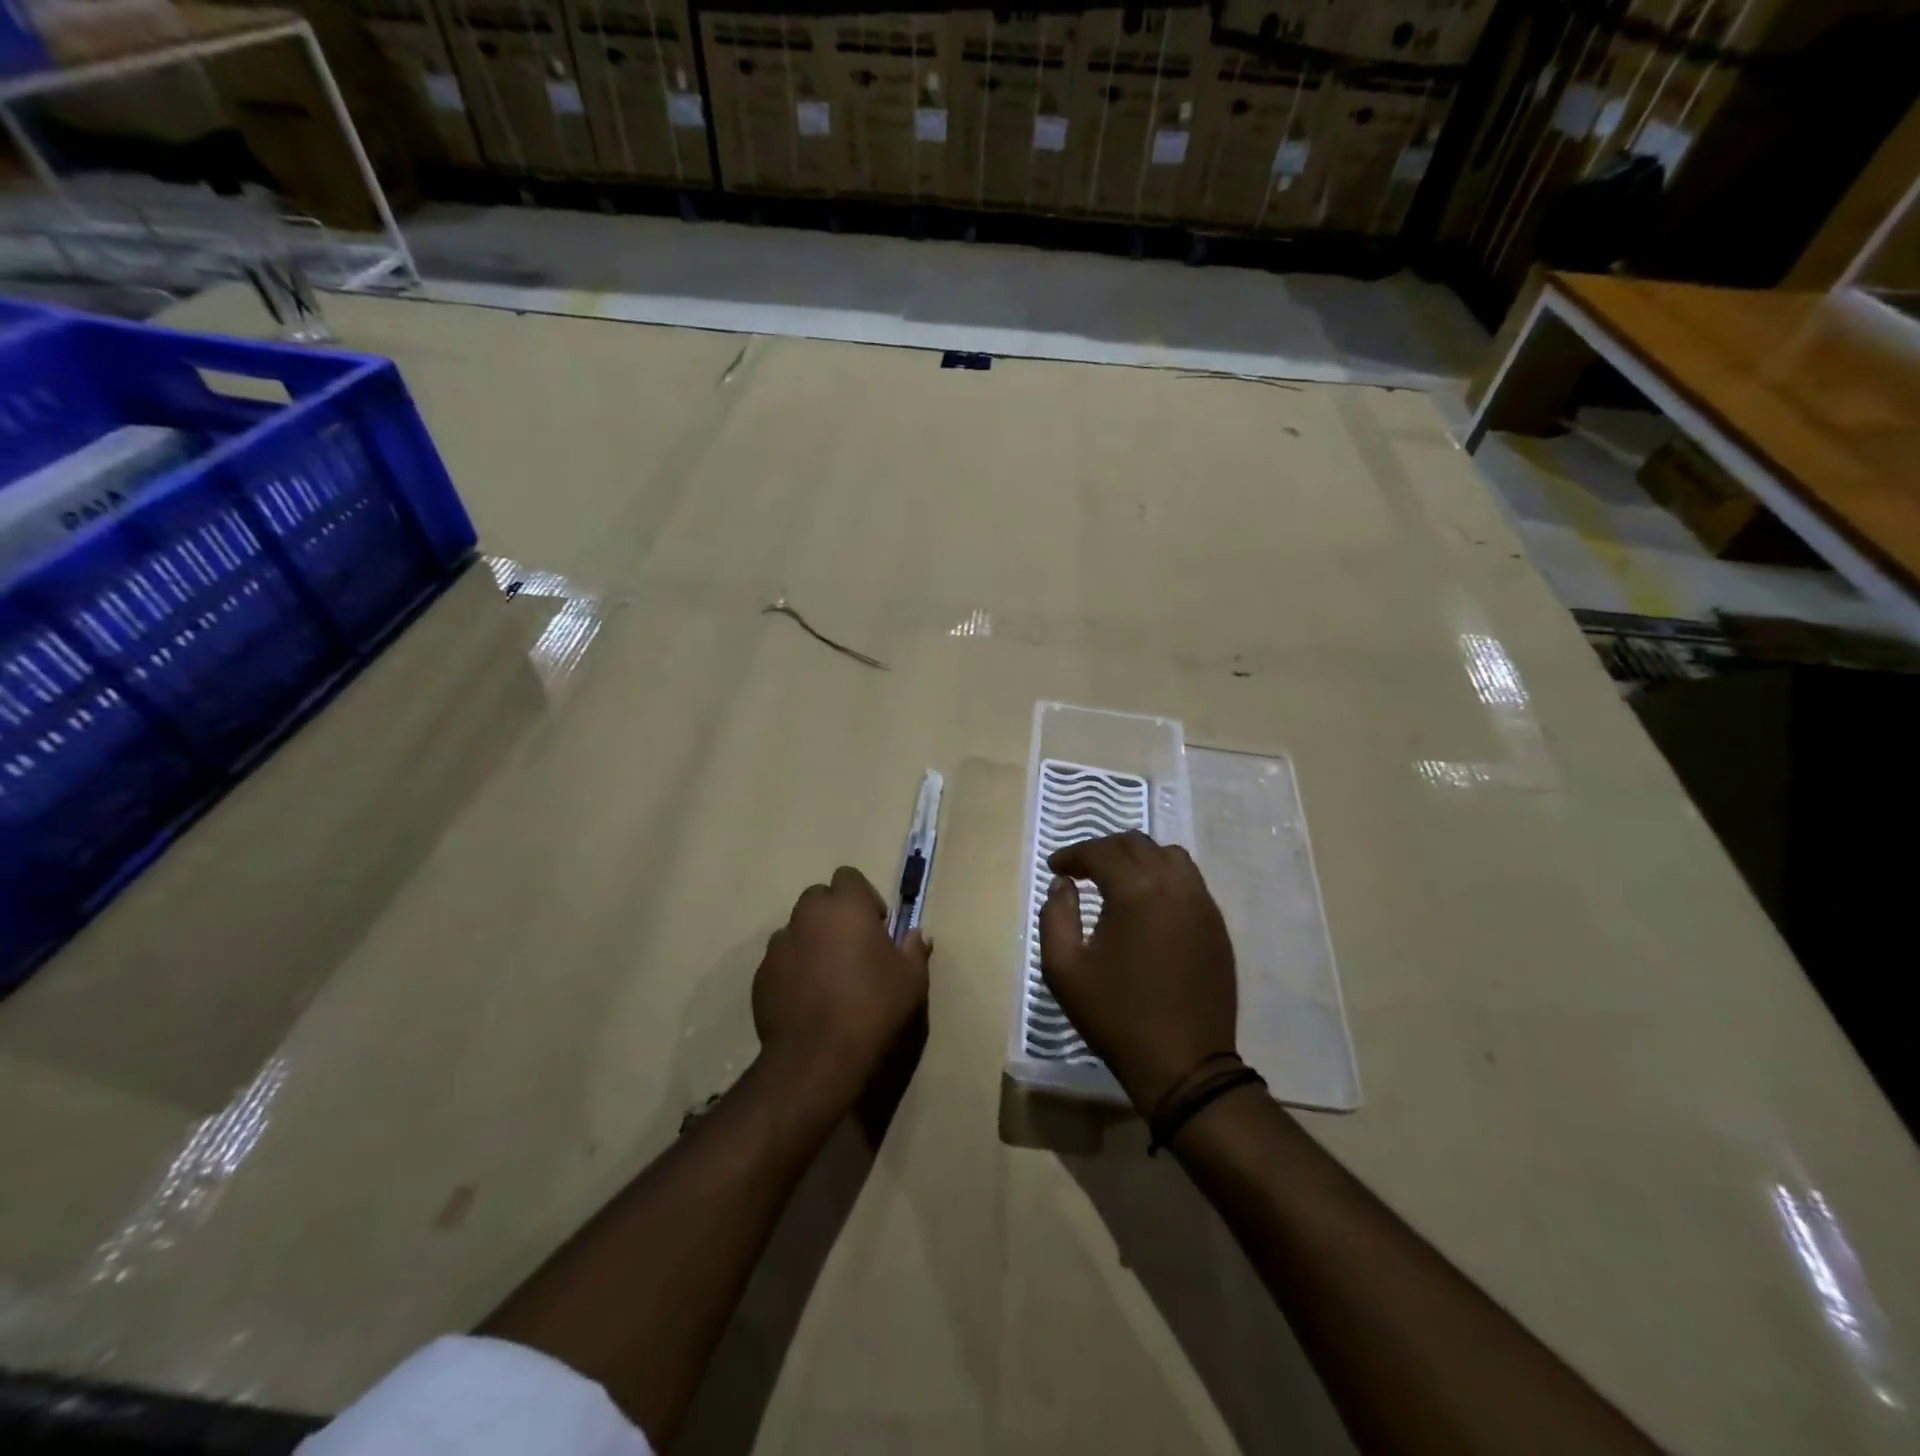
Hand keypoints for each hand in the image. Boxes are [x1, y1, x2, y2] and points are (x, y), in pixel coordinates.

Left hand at [752, 866, 931, 1121]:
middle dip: (834, 916)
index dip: (864, 898)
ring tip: (828, 978)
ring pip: (797, 930)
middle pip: (819, 899)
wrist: (818, 1060)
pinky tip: (808, 1000)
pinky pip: (781, 961)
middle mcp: (807, 916)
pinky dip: (794, 970)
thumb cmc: (874, 1009)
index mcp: (845, 906)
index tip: (877, 927)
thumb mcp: (911, 980)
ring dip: (812, 942)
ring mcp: (779, 946)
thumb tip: (916, 935)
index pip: (849, 876)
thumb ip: (913, 949)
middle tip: (853, 949)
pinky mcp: (761, 977)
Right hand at [1038, 831, 1237, 1112]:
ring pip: (1169, 856)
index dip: (1073, 854)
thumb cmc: (1116, 1016)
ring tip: (1117, 879)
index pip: (1101, 852)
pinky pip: (1190, 881)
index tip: (1056, 867)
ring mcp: (1202, 903)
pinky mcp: (1216, 924)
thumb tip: (1063, 884)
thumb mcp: (1064, 969)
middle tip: (1081, 869)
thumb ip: (1056, 916)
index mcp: (1135, 891)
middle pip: (1136, 844)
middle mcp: (1174, 885)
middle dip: (1104, 850)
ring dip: (1139, 857)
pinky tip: (1148, 902)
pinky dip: (1164, 876)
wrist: (1184, 1065)